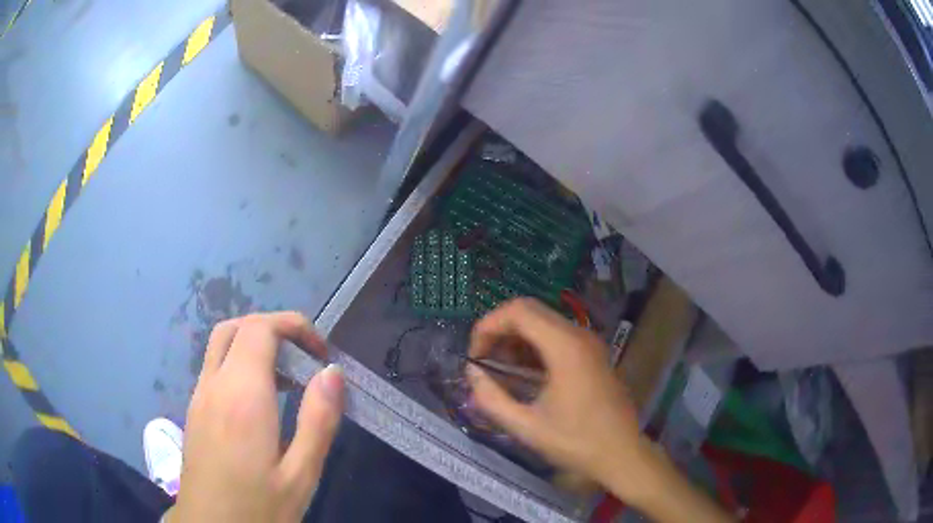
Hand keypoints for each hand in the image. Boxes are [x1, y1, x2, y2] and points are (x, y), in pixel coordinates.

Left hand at [169, 312, 344, 522]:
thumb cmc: (258, 508)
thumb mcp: (301, 475)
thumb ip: (318, 421)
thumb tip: (332, 372)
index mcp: (242, 396)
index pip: (260, 329)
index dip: (293, 326)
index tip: (322, 353)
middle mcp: (214, 385)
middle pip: (236, 328)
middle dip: (273, 329)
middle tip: (304, 358)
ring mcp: (199, 397)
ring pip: (221, 346)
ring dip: (255, 346)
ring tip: (288, 381)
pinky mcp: (194, 411)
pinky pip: (215, 368)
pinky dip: (240, 365)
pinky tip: (261, 402)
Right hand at [468, 299, 732, 521]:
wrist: (622, 454)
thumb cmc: (576, 442)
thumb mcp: (526, 427)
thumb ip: (491, 399)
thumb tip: (471, 373)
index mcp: (565, 347)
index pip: (518, 311)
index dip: (488, 326)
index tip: (474, 356)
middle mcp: (579, 335)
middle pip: (530, 310)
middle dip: (499, 329)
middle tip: (482, 360)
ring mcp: (589, 342)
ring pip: (543, 321)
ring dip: (516, 337)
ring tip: (498, 368)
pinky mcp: (593, 353)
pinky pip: (557, 335)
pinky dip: (533, 345)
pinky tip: (523, 372)